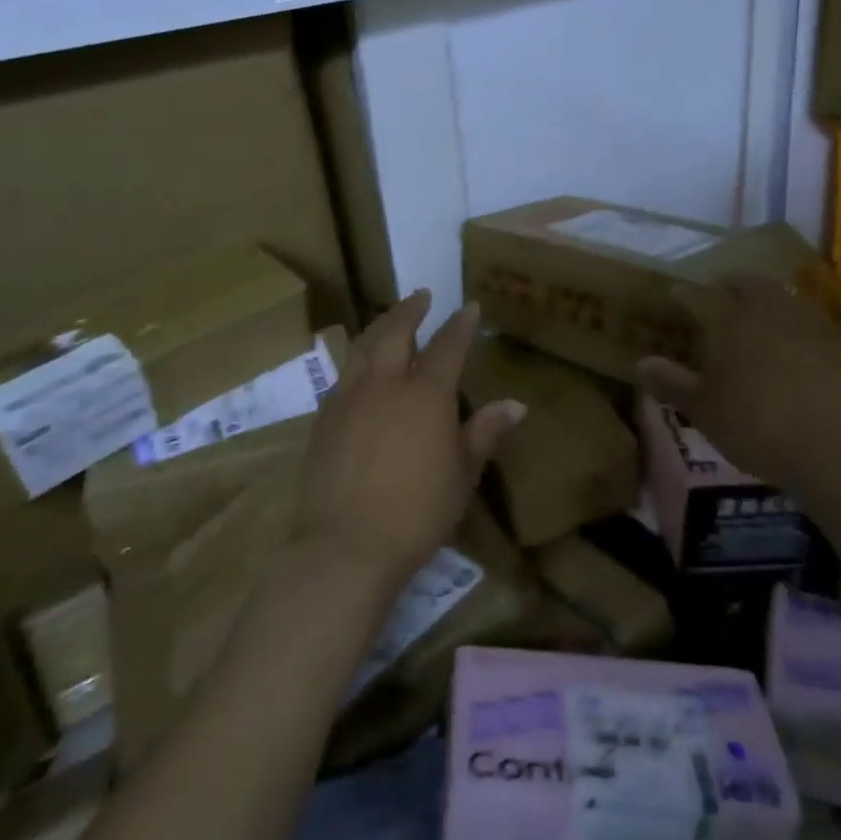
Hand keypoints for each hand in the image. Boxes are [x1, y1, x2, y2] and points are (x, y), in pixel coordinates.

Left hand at [294, 290, 524, 591]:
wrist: (346, 544)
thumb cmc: (418, 512)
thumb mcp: (463, 474)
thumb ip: (485, 433)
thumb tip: (516, 405)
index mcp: (426, 394)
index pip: (447, 346)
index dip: (460, 324)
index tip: (468, 306)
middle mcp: (385, 383)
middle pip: (395, 331)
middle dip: (410, 309)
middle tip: (421, 295)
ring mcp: (349, 397)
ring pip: (363, 346)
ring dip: (379, 325)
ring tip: (389, 318)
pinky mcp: (324, 418)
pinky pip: (343, 374)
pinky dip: (357, 359)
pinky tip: (360, 367)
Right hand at [637, 276, 840, 490]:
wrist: (830, 450)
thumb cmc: (753, 426)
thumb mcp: (702, 410)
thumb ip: (671, 382)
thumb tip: (642, 362)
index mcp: (728, 321)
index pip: (699, 296)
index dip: (684, 294)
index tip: (674, 294)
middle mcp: (765, 312)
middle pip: (744, 283)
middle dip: (726, 284)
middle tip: (714, 294)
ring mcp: (802, 326)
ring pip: (777, 294)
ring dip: (760, 296)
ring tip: (749, 310)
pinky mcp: (830, 345)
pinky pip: (802, 317)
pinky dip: (788, 317)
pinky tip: (784, 336)